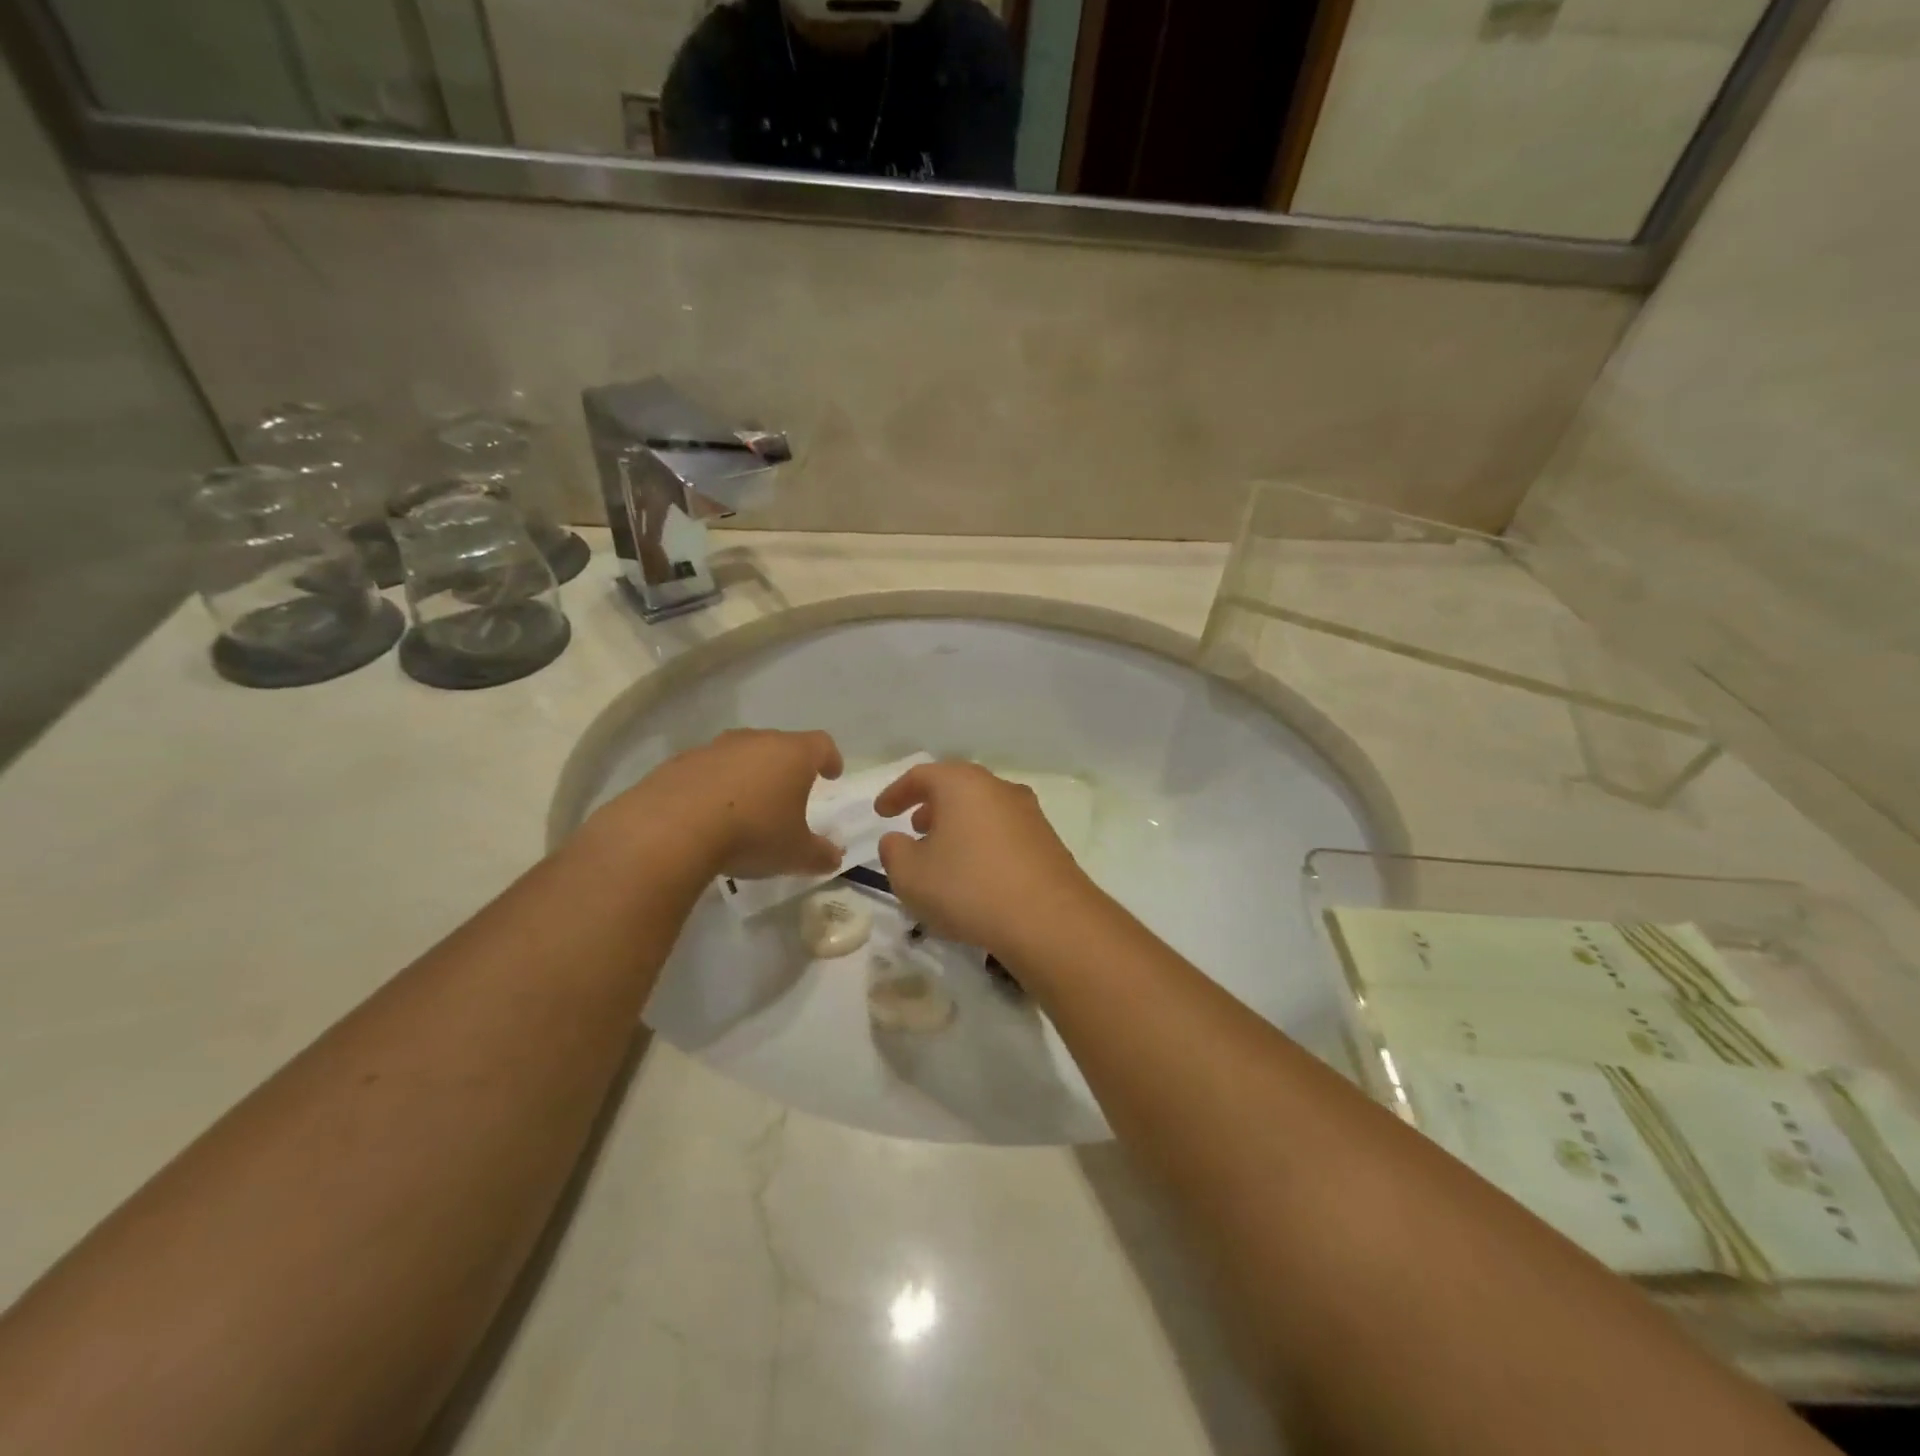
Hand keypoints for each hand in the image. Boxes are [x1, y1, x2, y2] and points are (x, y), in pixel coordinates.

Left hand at [615, 729, 844, 879]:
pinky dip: (714, 786)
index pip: (821, 745)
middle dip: (787, 766)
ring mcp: (714, 748)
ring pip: (741, 755)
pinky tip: (709, 815)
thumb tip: (834, 857)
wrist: (671, 830)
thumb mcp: (795, 854)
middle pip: (779, 745)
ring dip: (748, 774)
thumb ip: (820, 854)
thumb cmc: (752, 834)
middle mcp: (755, 741)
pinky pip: (707, 770)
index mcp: (792, 754)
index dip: (830, 758)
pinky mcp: (679, 763)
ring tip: (747, 805)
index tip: (832, 774)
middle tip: (790, 792)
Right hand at [874, 761, 1095, 954]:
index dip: (896, 793)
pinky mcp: (1047, 841)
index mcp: (962, 784)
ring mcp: (1028, 813)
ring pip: (983, 809)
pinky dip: (982, 842)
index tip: (880, 813)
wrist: (1049, 919)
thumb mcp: (910, 875)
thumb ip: (893, 852)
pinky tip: (976, 874)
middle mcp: (998, 788)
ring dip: (959, 825)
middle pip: (957, 787)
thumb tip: (897, 840)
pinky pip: (1003, 832)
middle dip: (931, 805)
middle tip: (914, 828)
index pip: (921, 776)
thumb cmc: (968, 888)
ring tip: (944, 855)